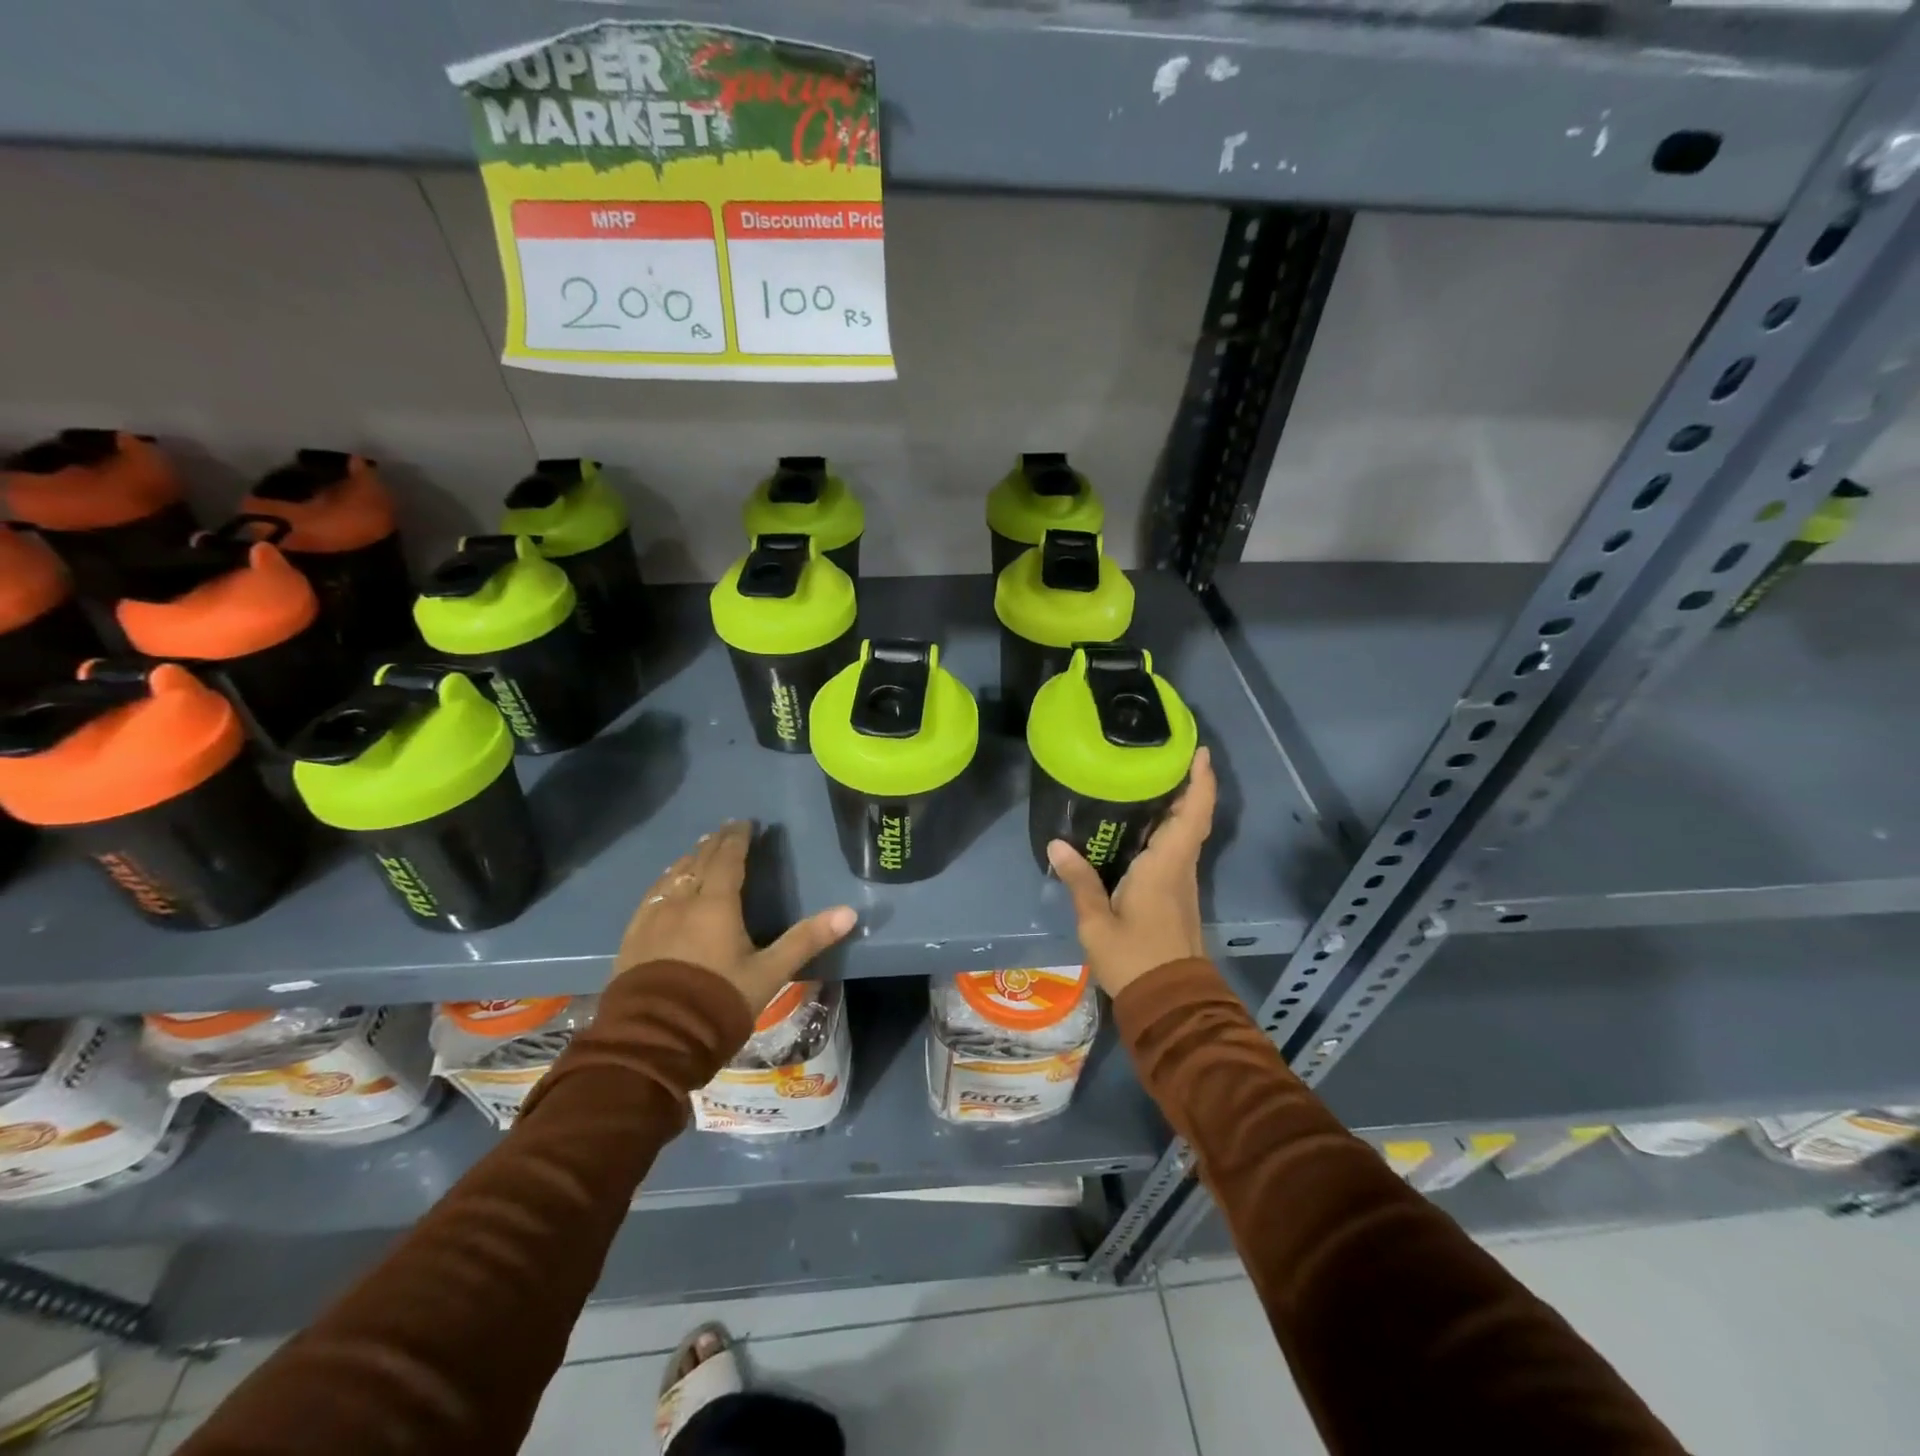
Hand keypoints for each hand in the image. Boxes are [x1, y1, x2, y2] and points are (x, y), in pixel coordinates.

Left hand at [616, 820, 856, 1015]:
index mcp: (716, 904)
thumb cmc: (719, 1002)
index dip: (738, 838)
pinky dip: (664, 881)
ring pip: (672, 876)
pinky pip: (651, 896)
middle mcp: (682, 902)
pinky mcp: (632, 938)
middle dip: (714, 843)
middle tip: (724, 830)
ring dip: (688, 859)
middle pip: (699, 862)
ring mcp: (652, 919)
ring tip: (697, 851)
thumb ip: (807, 940)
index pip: (728, 858)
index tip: (745, 823)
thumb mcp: (770, 973)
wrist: (655, 1040)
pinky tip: (665, 885)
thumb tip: (849, 912)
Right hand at [1048, 746, 1215, 997]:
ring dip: (1176, 806)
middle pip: (1192, 817)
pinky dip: (1166, 830)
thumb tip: (1057, 844)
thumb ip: (1080, 881)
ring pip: (1185, 834)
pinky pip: (1175, 850)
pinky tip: (1138, 827)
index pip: (1193, 813)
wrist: (1170, 1003)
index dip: (1201, 780)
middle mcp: (1180, 867)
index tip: (1199, 751)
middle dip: (1186, 785)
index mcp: (1166, 865)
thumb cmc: (1135, 958)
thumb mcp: (1097, 922)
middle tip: (1160, 757)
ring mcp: (1182, 883)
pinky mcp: (1176, 896)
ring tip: (1145, 781)